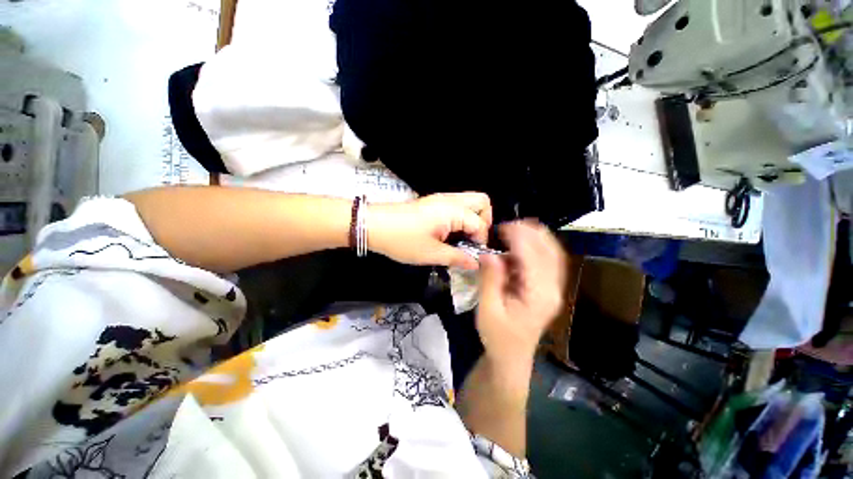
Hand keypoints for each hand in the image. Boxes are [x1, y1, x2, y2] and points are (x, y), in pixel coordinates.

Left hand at [368, 193, 491, 269]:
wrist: (372, 225)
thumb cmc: (402, 240)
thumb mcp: (431, 254)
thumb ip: (457, 258)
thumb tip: (475, 263)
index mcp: (453, 211)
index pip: (481, 223)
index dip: (481, 241)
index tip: (473, 255)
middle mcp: (450, 200)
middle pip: (481, 202)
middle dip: (484, 221)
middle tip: (472, 240)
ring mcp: (440, 199)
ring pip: (468, 202)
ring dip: (472, 219)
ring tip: (462, 239)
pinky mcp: (432, 203)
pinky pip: (456, 206)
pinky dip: (460, 218)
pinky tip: (449, 234)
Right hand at [476, 221, 566, 364]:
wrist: (511, 356)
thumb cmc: (498, 336)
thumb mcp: (488, 310)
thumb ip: (490, 280)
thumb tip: (489, 254)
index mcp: (538, 295)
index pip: (533, 257)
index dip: (519, 237)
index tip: (501, 228)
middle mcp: (552, 289)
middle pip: (550, 251)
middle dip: (532, 232)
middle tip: (509, 224)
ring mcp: (553, 288)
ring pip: (552, 254)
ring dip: (536, 238)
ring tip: (516, 228)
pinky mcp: (547, 289)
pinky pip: (547, 262)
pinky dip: (536, 248)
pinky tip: (521, 244)